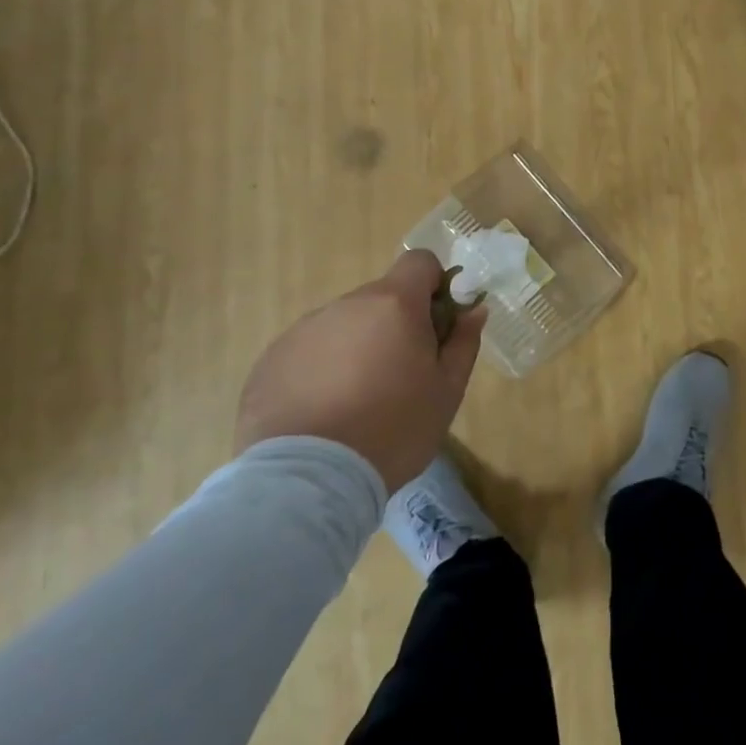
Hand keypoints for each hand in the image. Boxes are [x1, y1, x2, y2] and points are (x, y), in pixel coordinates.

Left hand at [235, 250, 484, 491]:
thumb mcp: (447, 392)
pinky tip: (322, 414)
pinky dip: (320, 371)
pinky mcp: (271, 360)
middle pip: (381, 298)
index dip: (433, 285)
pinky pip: (309, 352)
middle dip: (394, 325)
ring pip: (344, 325)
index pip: (419, 262)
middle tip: (399, 376)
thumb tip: (474, 309)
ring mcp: (304, 330)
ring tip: (356, 403)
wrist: (308, 482)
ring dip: (357, 348)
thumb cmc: (393, 431)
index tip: (435, 325)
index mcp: (394, 304)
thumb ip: (463, 343)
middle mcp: (347, 305)